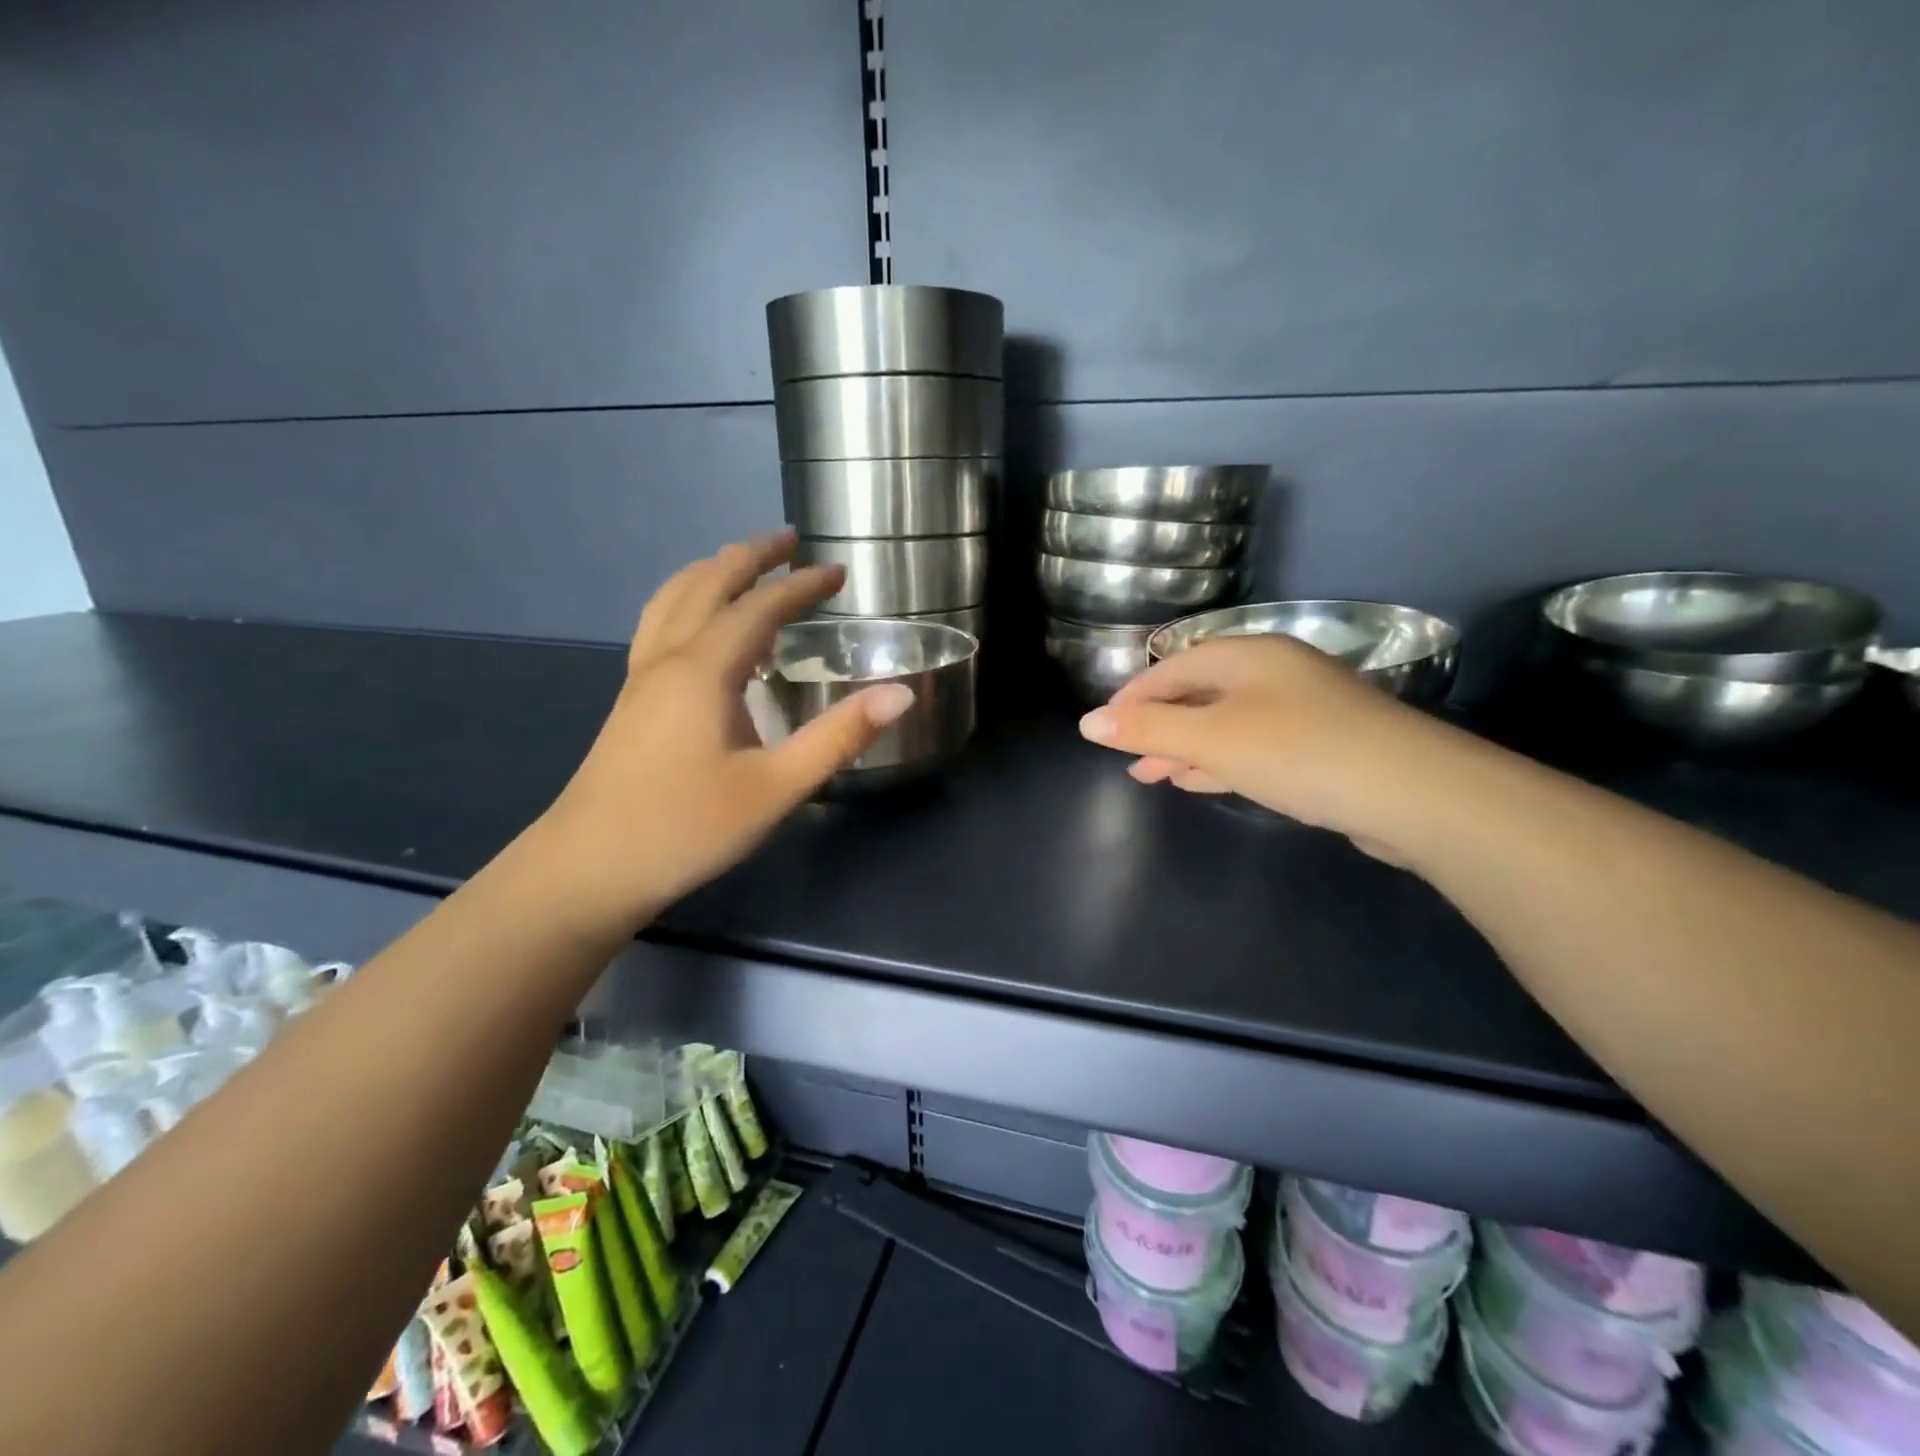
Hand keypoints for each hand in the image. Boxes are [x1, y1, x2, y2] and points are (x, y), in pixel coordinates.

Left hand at [541, 530, 914, 926]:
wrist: (588, 869)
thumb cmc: (686, 829)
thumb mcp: (774, 788)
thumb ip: (838, 737)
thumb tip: (900, 693)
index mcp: (703, 670)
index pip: (759, 606)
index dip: (801, 585)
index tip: (839, 572)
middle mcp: (668, 658)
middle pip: (708, 583)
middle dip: (752, 556)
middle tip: (791, 542)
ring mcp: (641, 677)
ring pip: (674, 598)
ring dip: (713, 571)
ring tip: (745, 566)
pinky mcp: (631, 700)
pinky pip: (660, 624)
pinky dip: (689, 601)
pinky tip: (701, 626)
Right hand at [1076, 634, 1444, 849]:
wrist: (1413, 793)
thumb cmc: (1299, 752)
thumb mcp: (1212, 740)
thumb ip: (1149, 731)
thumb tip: (1087, 724)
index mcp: (1248, 656)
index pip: (1173, 668)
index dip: (1132, 698)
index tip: (1103, 731)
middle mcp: (1274, 673)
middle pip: (1199, 694)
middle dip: (1159, 727)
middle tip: (1128, 759)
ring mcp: (1301, 709)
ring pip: (1225, 723)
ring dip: (1186, 748)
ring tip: (1154, 776)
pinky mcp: (1320, 746)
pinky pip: (1253, 746)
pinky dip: (1221, 761)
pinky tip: (1201, 780)